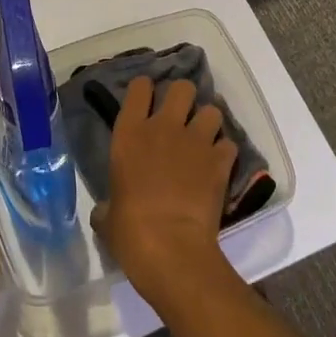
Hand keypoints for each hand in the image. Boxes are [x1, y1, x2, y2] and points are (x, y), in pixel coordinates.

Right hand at [90, 76, 237, 311]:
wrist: (171, 249)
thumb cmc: (130, 231)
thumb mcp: (107, 216)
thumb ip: (107, 204)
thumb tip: (106, 210)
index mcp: (130, 133)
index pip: (139, 87)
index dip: (145, 91)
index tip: (147, 102)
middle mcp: (163, 126)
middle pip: (182, 87)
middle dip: (184, 98)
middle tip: (181, 117)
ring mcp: (195, 141)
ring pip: (212, 110)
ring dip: (208, 123)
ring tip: (205, 139)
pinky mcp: (220, 161)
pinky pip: (229, 144)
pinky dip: (225, 153)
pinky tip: (219, 166)